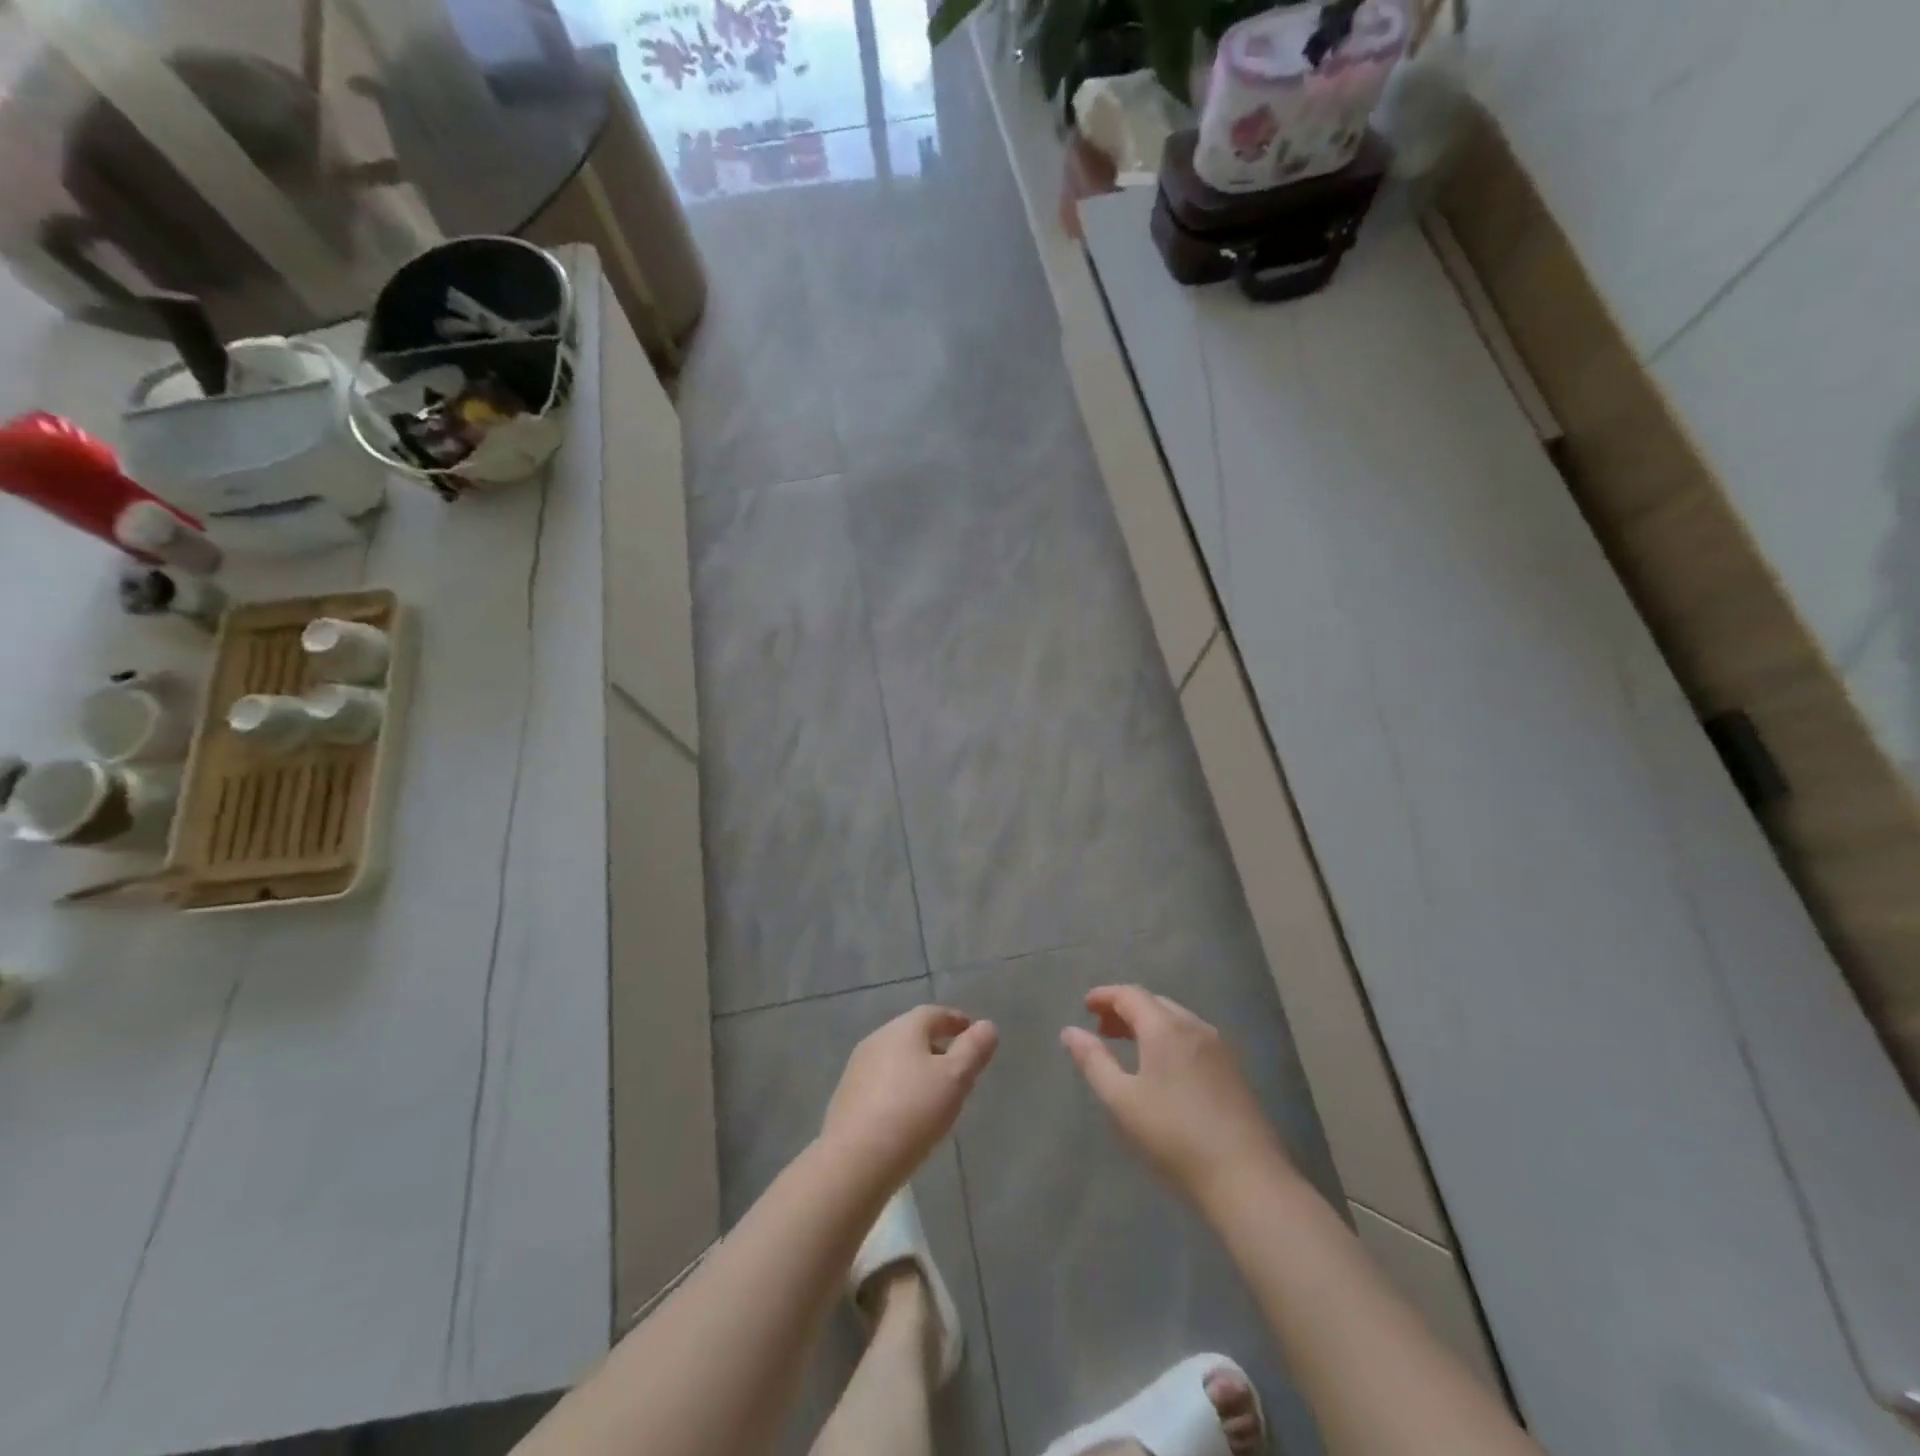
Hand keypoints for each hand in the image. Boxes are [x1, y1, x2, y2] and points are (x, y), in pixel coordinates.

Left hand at [822, 1006, 997, 1192]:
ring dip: (917, 1068)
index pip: (934, 1013)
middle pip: (913, 1034)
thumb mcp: (954, 1079)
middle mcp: (877, 1039)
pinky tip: (908, 1113)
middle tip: (959, 1067)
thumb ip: (973, 1050)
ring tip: (936, 1093)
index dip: (956, 1021)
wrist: (853, 1162)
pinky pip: (881, 1082)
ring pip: (896, 1059)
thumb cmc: (912, 1112)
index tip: (972, 1033)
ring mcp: (857, 1068)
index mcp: (903, 1029)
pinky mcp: (846, 1097)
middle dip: (937, 1046)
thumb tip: (987, 1025)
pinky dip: (900, 1088)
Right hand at [1061, 986, 1288, 1203]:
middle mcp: (1194, 1027)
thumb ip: (1094, 1061)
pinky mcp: (1233, 1071)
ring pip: (1177, 1021)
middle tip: (1103, 1029)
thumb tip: (1070, 1032)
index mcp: (1165, 1028)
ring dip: (1149, 1025)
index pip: (1130, 994)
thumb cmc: (1174, 1135)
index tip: (1085, 1006)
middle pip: (1155, 1003)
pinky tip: (1163, 1068)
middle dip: (1126, 1009)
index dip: (1105, 995)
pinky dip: (1169, 1039)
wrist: (1246, 1177)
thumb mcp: (1122, 1100)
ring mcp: (1219, 1048)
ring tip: (1129, 1048)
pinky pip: (1193, 1039)